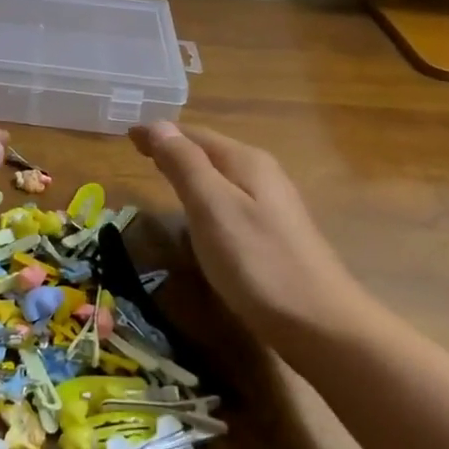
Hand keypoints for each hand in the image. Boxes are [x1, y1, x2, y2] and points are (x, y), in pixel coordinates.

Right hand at [128, 121, 374, 343]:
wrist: (321, 324)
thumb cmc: (258, 262)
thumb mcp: (212, 208)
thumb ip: (184, 165)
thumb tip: (158, 125)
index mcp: (245, 162)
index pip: (193, 135)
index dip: (160, 133)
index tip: (127, 135)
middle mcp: (262, 174)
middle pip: (209, 151)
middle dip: (174, 148)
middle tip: (138, 151)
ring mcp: (272, 205)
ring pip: (220, 176)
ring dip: (189, 170)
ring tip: (161, 174)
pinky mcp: (273, 234)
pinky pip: (229, 200)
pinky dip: (205, 194)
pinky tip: (198, 212)